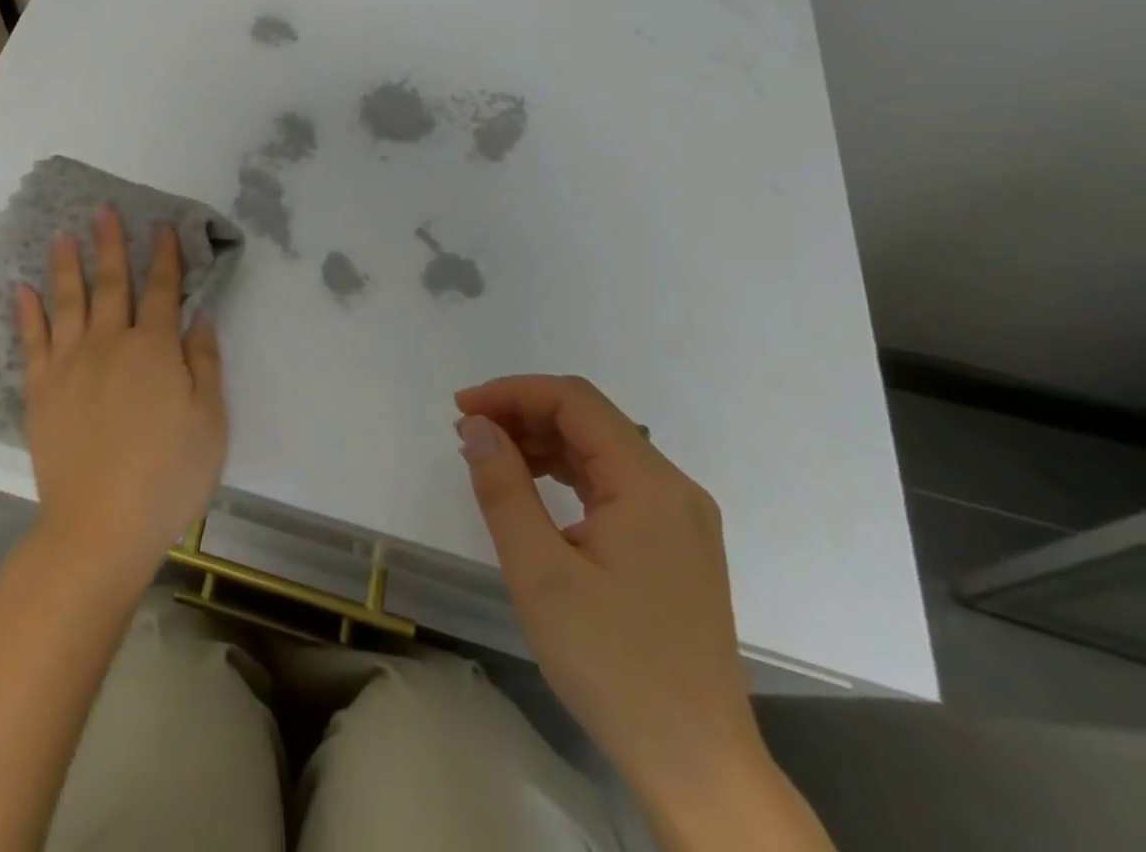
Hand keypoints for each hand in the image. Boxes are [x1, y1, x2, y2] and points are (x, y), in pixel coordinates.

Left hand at [16, 207, 227, 580]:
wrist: (101, 526)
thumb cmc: (167, 476)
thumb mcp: (210, 422)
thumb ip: (206, 363)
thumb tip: (201, 316)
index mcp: (154, 348)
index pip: (162, 289)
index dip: (165, 256)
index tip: (162, 227)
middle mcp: (110, 343)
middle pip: (111, 283)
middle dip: (110, 244)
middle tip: (103, 210)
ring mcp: (70, 364)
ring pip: (68, 301)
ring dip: (66, 264)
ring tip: (62, 234)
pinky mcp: (42, 389)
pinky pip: (32, 341)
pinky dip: (27, 312)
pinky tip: (22, 289)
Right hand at [454, 375, 762, 807]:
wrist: (698, 768)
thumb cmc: (614, 664)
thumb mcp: (540, 572)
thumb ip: (503, 487)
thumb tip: (477, 426)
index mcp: (649, 485)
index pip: (575, 401)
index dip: (512, 392)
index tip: (461, 410)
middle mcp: (673, 489)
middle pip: (589, 420)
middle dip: (522, 415)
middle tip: (467, 437)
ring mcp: (678, 520)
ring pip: (599, 450)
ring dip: (540, 442)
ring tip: (489, 460)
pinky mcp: (673, 547)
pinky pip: (612, 484)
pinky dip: (564, 473)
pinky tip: (531, 491)